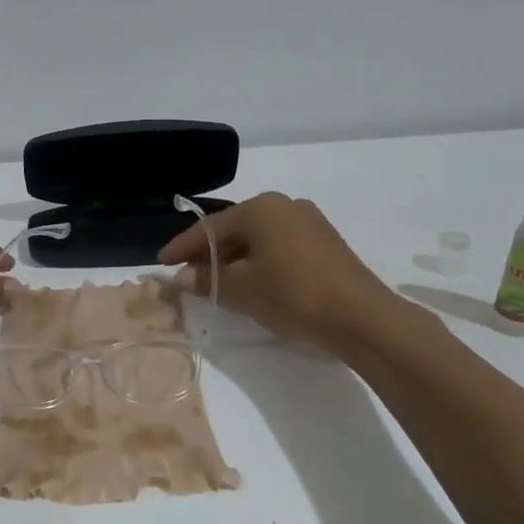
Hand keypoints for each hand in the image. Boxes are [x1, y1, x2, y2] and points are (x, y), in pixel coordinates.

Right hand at [158, 192, 406, 353]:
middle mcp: (285, 205)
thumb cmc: (292, 295)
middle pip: (234, 230)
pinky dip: (259, 262)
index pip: (209, 227)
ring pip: (258, 239)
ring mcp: (309, 222)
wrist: (362, 318)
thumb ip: (206, 279)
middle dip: (209, 254)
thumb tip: (181, 276)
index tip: (161, 262)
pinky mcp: (325, 243)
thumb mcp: (241, 289)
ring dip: (234, 260)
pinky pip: (278, 247)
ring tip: (217, 284)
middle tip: (187, 275)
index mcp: (261, 208)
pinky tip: (252, 283)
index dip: (182, 247)